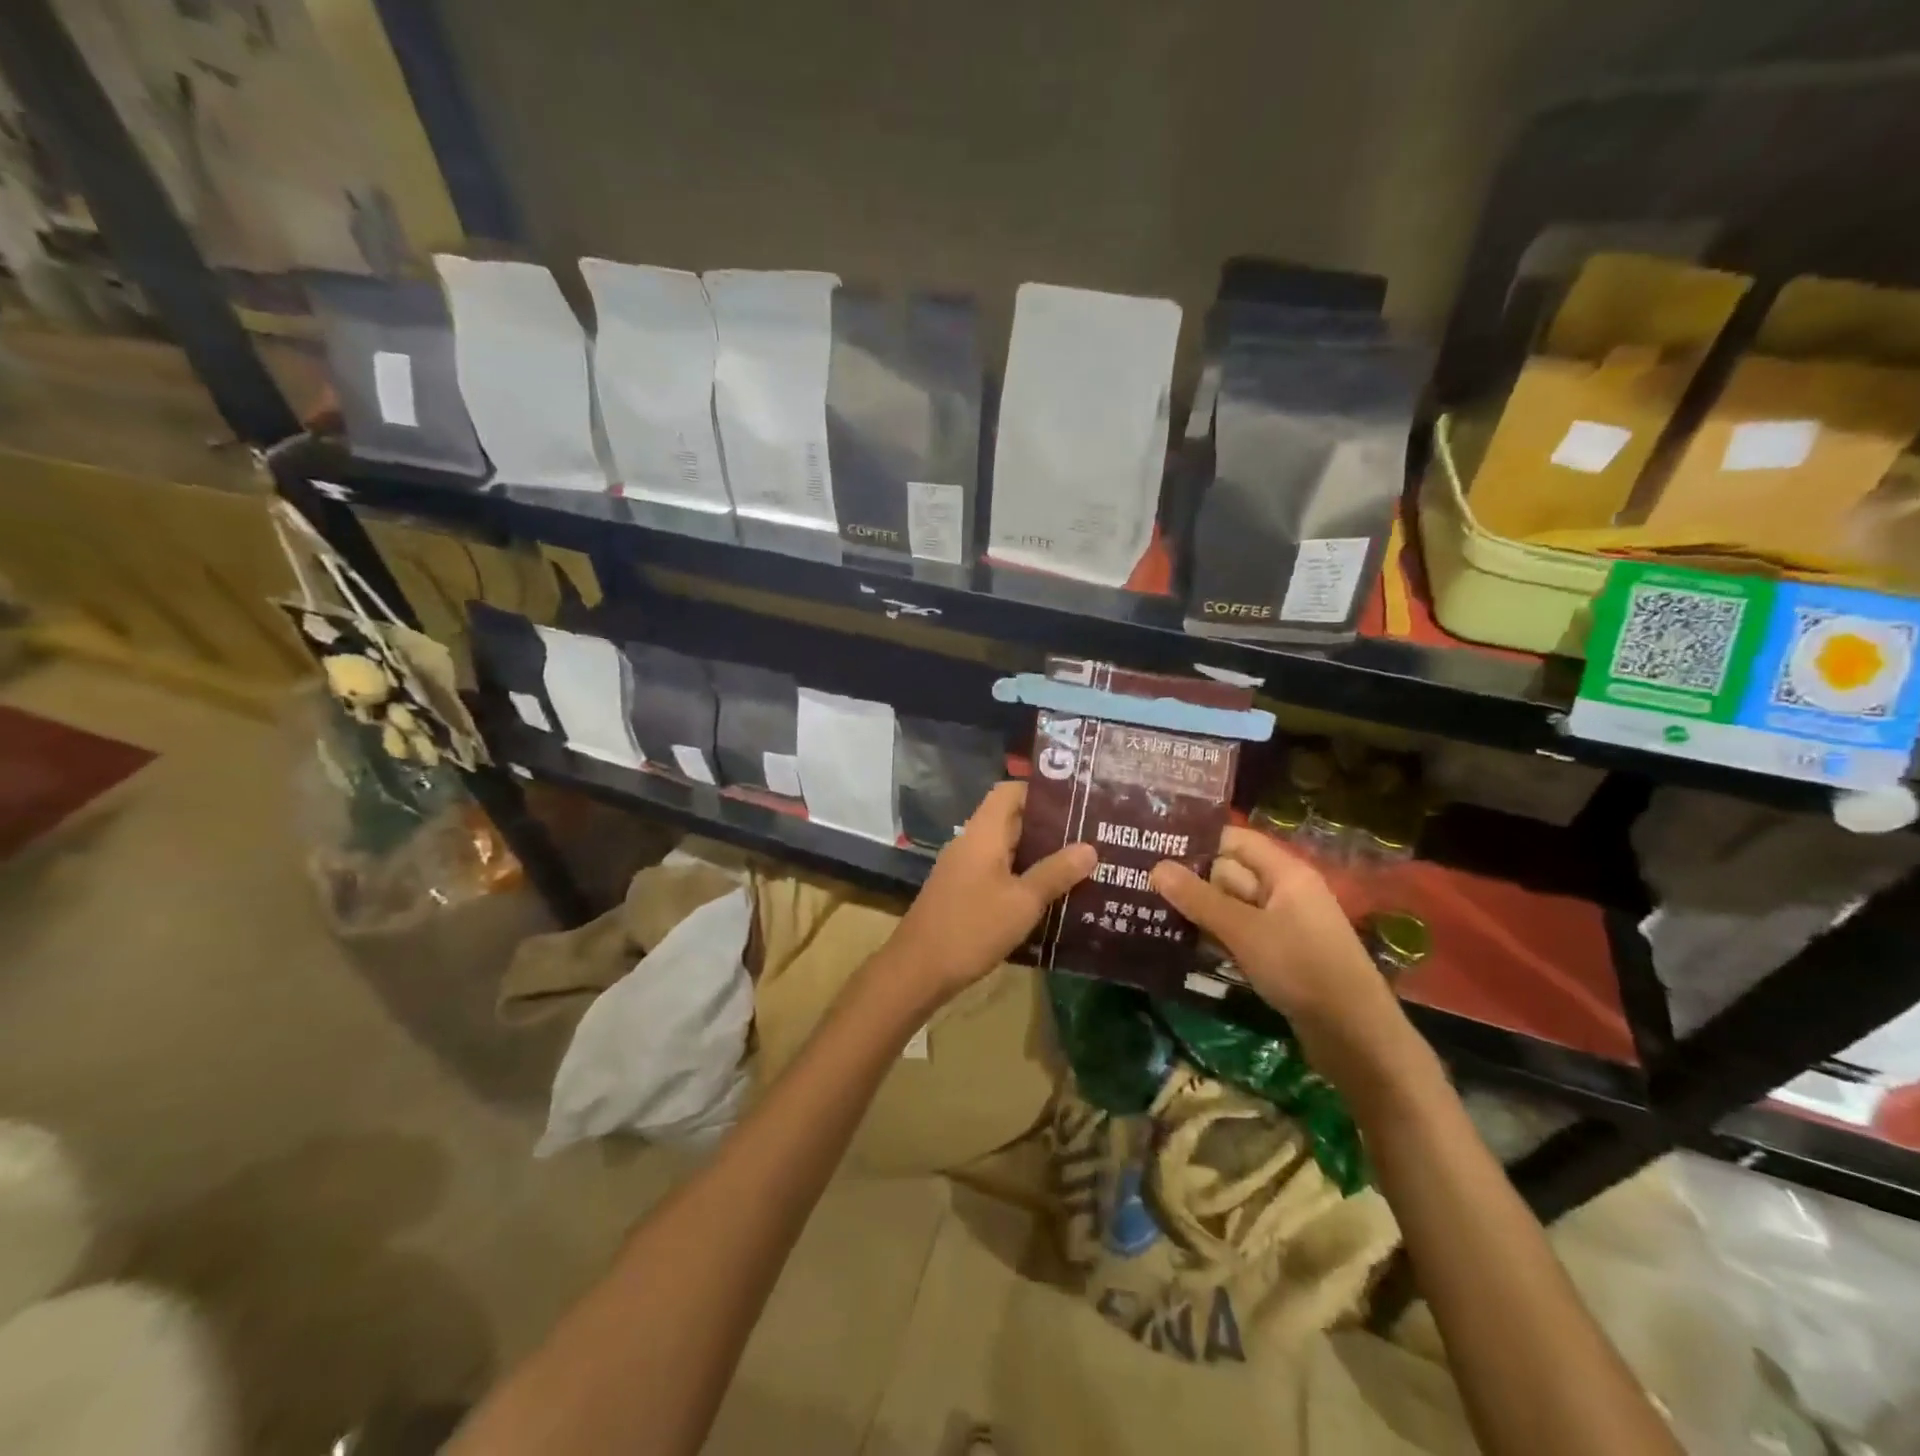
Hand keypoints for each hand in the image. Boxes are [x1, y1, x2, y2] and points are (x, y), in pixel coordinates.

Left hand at [888, 781, 1095, 1003]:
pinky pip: (998, 874)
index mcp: (983, 833)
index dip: (1041, 792)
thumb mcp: (1022, 902)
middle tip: (1090, 837)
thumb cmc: (972, 928)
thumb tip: (1089, 847)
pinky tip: (1049, 898)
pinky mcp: (962, 893)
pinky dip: (1023, 878)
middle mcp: (971, 843)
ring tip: (1079, 866)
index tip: (1077, 803)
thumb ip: (1055, 873)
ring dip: (1038, 856)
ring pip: (1006, 850)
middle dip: (1049, 828)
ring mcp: (963, 869)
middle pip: (1011, 820)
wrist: (918, 970)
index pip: (1009, 791)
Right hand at [1151, 829, 1421, 1096]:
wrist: (1355, 1036)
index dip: (1198, 841)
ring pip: (1231, 907)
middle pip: (1229, 873)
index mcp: (1285, 873)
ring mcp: (1282, 925)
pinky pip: (1239, 934)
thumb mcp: (1244, 931)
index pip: (1235, 841)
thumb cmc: (1301, 968)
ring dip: (1198, 911)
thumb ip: (1199, 899)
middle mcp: (1284, 892)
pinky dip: (1213, 935)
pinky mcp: (1279, 956)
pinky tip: (1179, 942)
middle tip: (1140, 883)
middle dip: (1190, 880)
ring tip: (1148, 910)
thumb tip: (1156, 867)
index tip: (1154, 847)